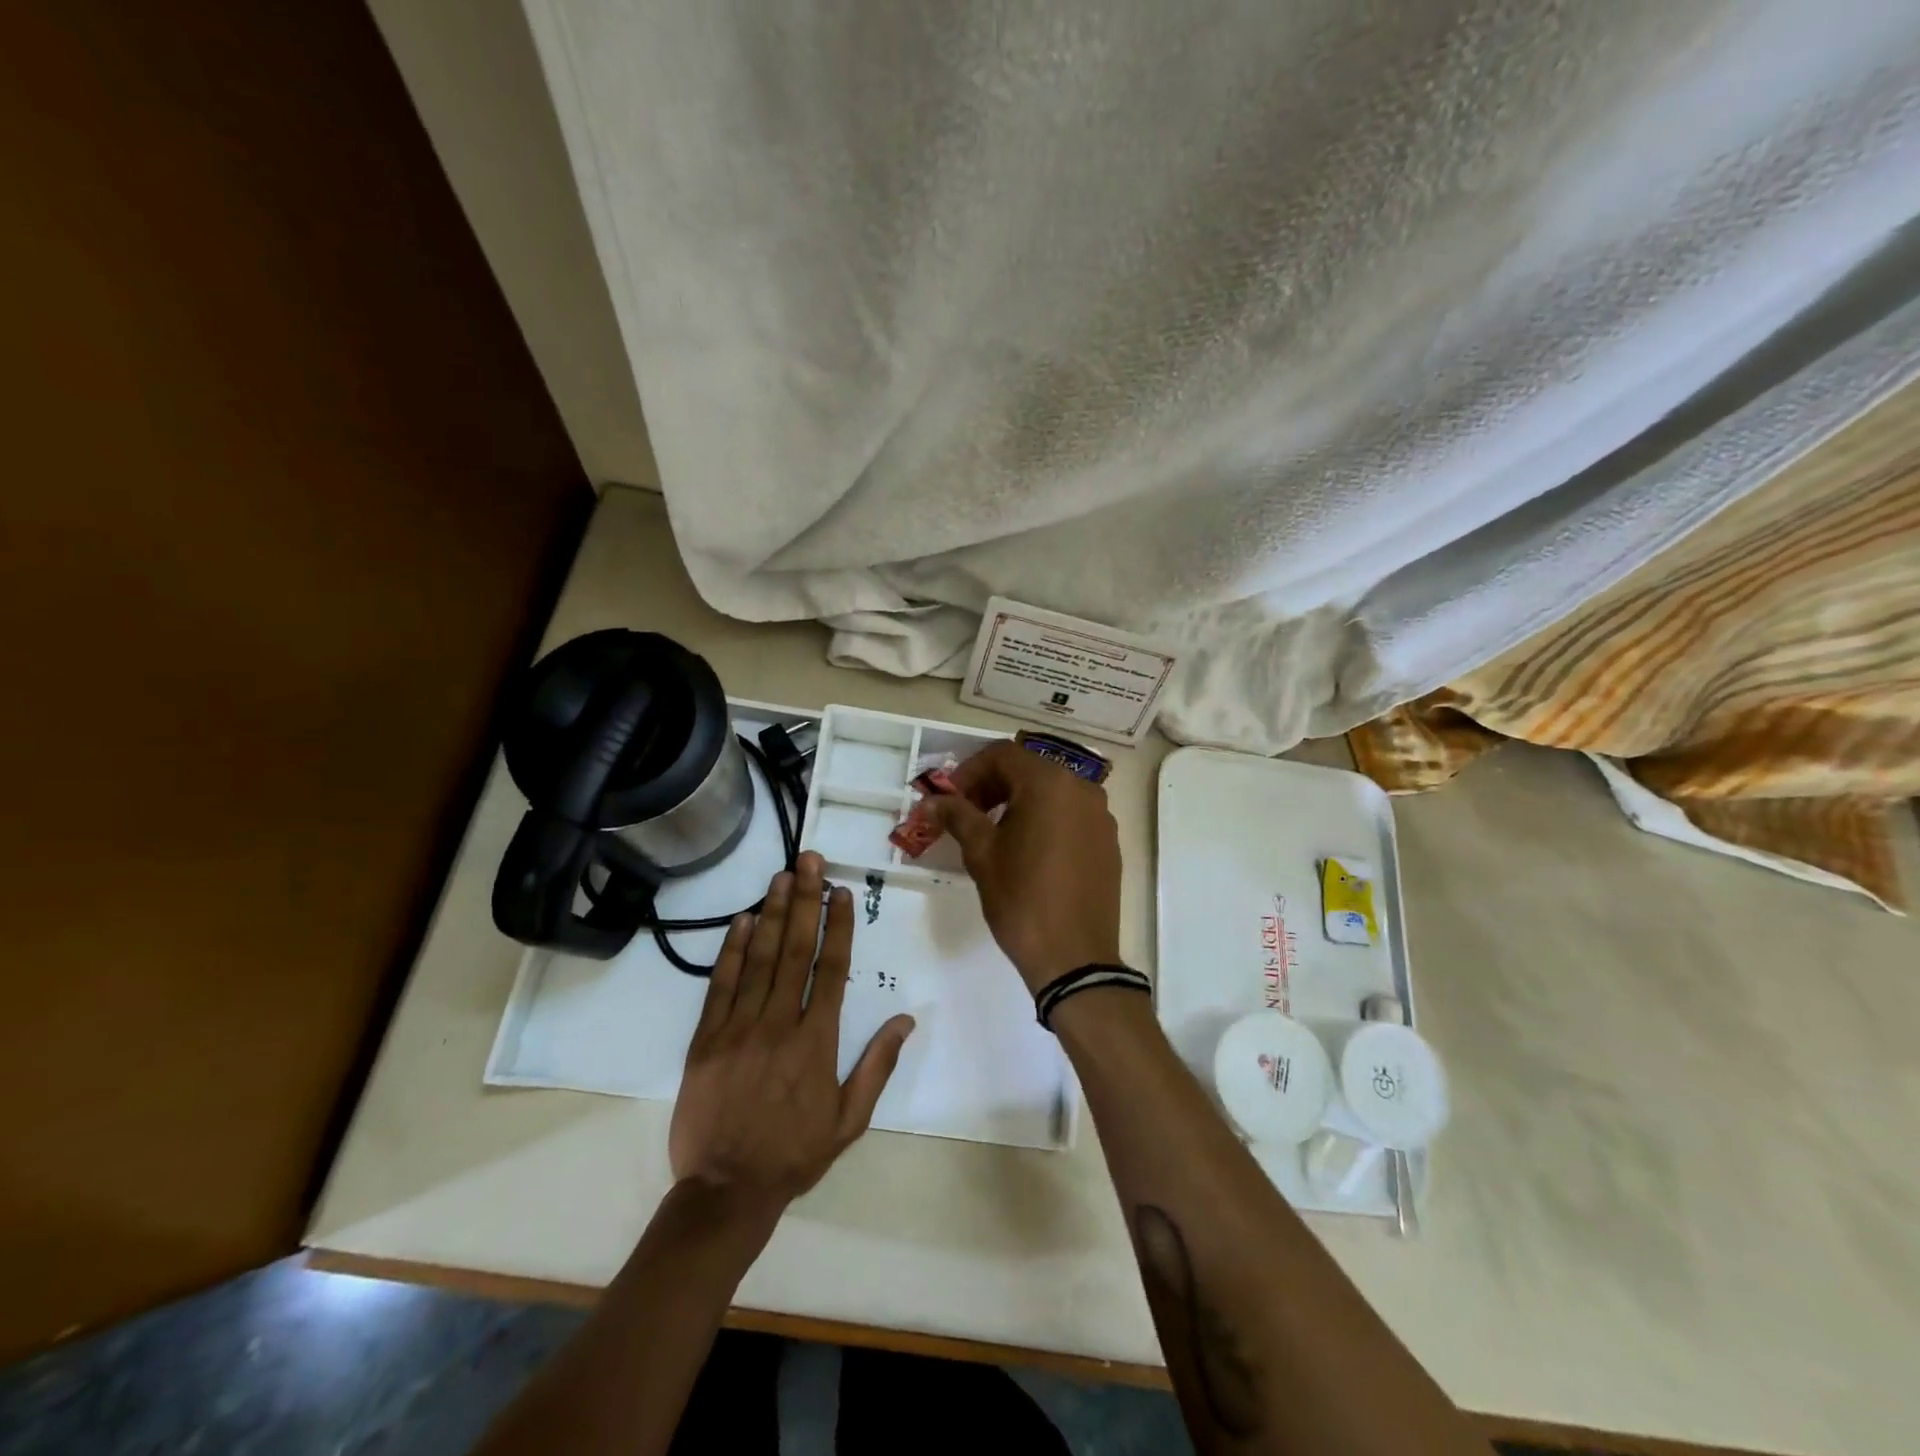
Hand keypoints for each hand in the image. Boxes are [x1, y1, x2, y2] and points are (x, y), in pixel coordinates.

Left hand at [669, 852, 914, 1215]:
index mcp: (817, 1041)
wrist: (726, 1191)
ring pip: (758, 959)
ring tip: (781, 876)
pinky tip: (740, 921)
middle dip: (804, 901)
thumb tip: (906, 1019)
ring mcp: (738, 1028)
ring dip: (770, 914)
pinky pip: (720, 986)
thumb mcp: (850, 1120)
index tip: (840, 891)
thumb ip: (878, 1066)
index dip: (837, 926)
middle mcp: (779, 1024)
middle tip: (809, 861)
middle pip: (795, 951)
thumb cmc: (794, 1154)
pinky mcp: (706, 1040)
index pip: (832, 969)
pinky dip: (731, 951)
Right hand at [914, 741, 1122, 993]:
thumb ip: (957, 816)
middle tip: (964, 813)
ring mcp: (1101, 816)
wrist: (1074, 957)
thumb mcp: (982, 854)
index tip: (949, 798)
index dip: (969, 771)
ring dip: (1017, 802)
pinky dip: (1044, 819)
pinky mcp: (1108, 842)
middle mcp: (1082, 789)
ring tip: (992, 832)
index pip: (1002, 755)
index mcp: (1050, 783)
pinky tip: (1026, 850)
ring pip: (1051, 792)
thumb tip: (932, 800)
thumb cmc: (1022, 898)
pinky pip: (1070, 815)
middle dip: (992, 785)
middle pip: (1028, 770)